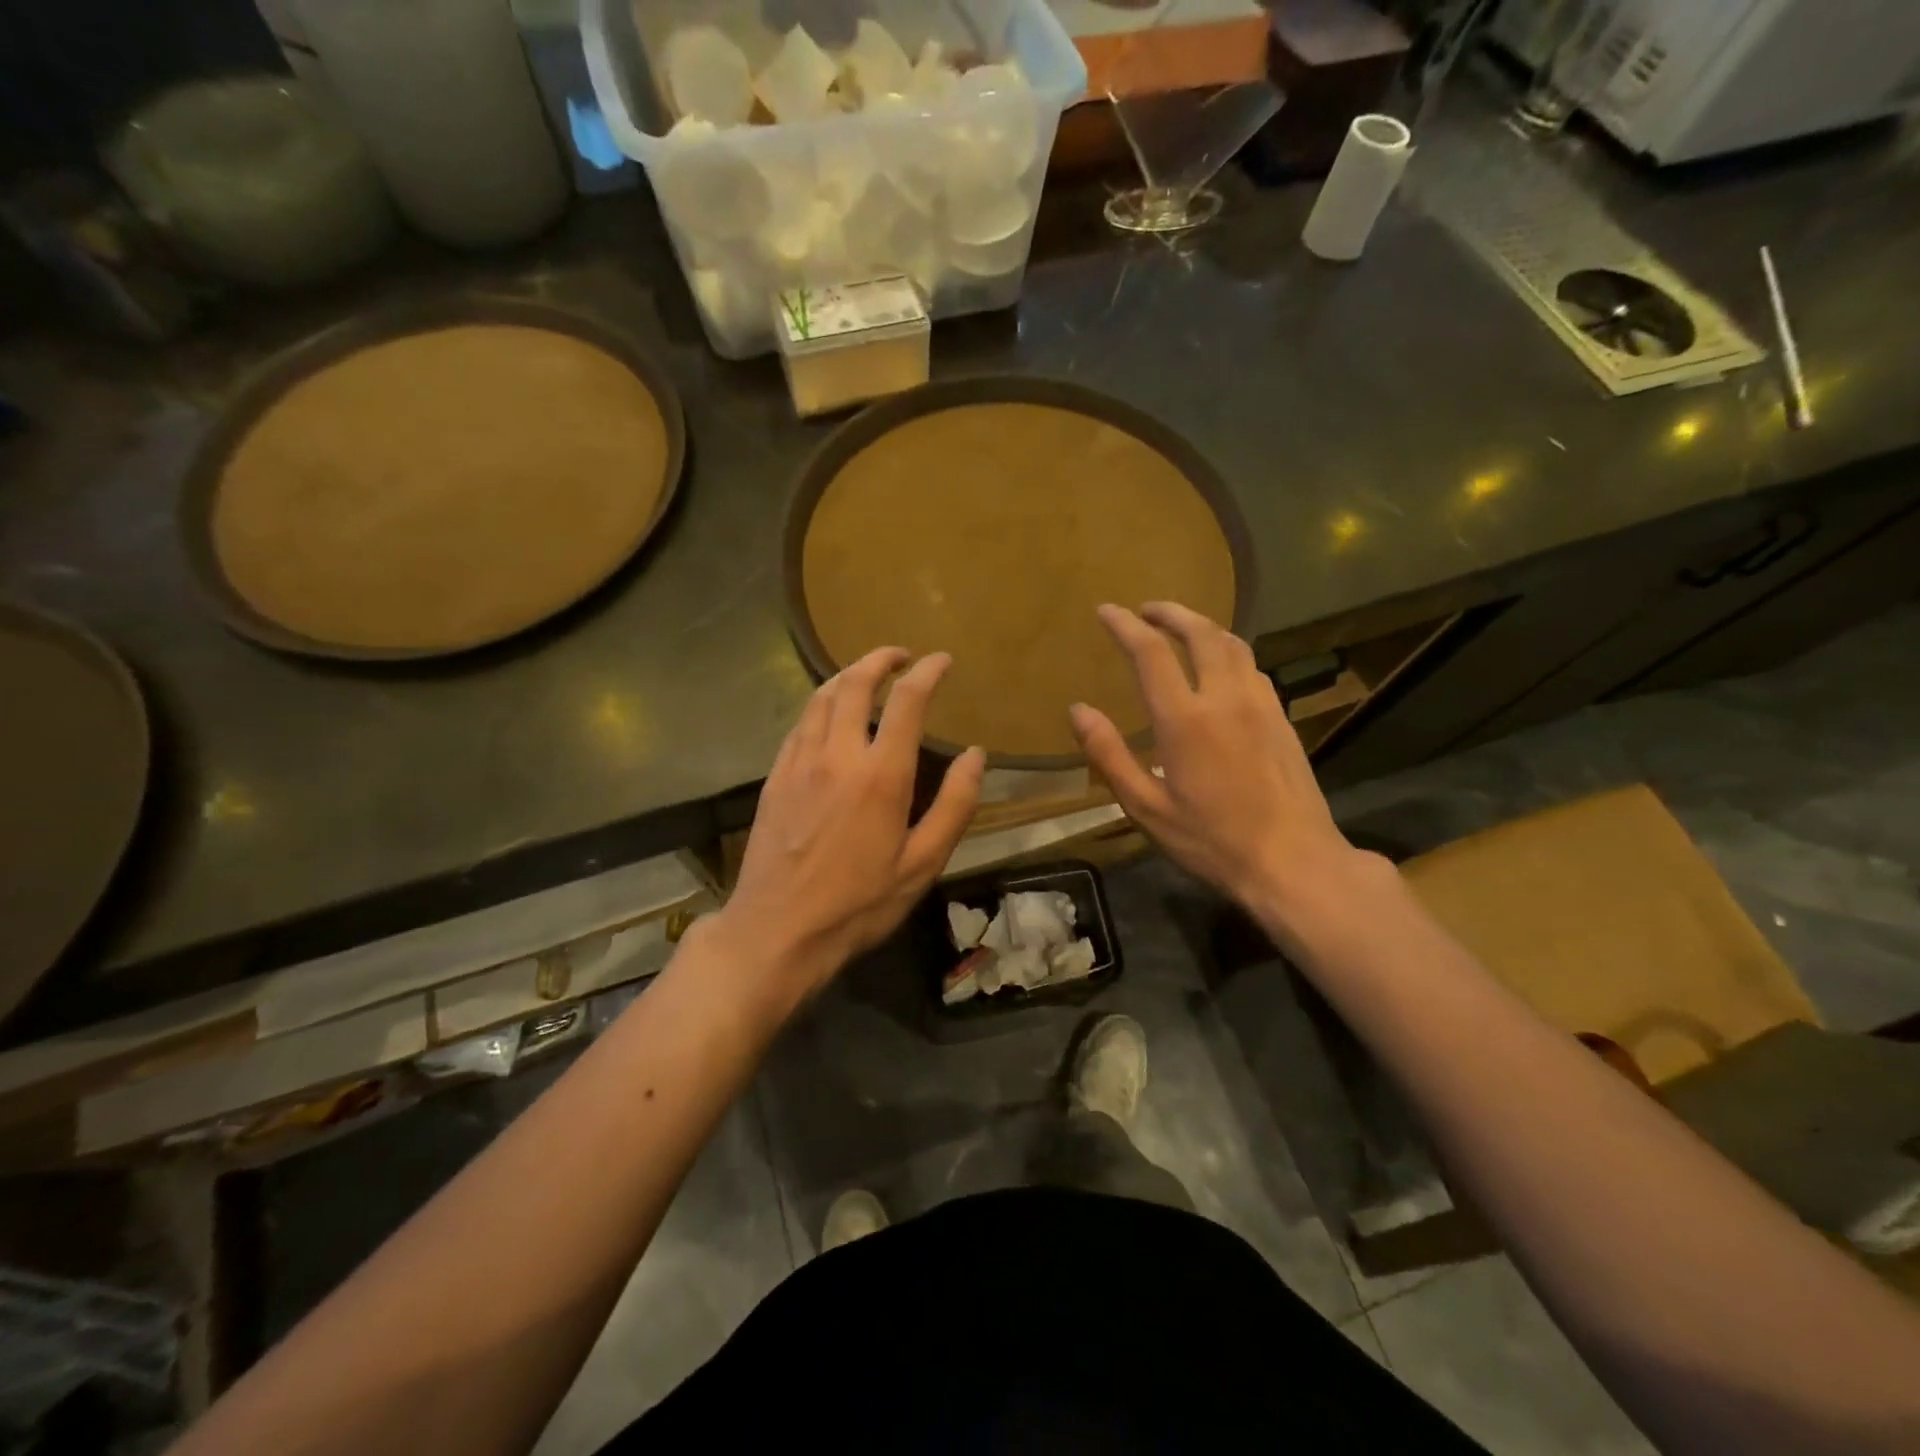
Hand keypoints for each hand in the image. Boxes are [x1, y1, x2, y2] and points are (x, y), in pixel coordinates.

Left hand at [711, 648, 984, 1015]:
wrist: (777, 931)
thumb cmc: (858, 904)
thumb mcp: (922, 864)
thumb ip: (954, 805)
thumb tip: (976, 756)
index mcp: (880, 775)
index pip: (906, 700)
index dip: (927, 672)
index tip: (942, 660)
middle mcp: (837, 755)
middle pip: (855, 683)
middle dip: (881, 659)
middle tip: (902, 656)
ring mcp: (799, 763)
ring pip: (821, 697)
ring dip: (847, 675)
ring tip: (867, 674)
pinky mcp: (775, 777)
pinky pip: (799, 723)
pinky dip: (820, 704)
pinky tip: (828, 715)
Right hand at [1069, 603, 1365, 934]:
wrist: (1294, 862)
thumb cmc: (1211, 840)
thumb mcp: (1145, 807)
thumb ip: (1109, 755)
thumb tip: (1078, 710)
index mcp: (1185, 719)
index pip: (1151, 653)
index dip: (1125, 626)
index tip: (1107, 611)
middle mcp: (1225, 698)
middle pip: (1200, 633)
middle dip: (1170, 612)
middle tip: (1147, 609)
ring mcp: (1261, 705)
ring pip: (1233, 644)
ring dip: (1203, 626)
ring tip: (1182, 628)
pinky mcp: (1282, 718)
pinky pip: (1252, 667)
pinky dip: (1229, 651)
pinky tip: (1221, 667)